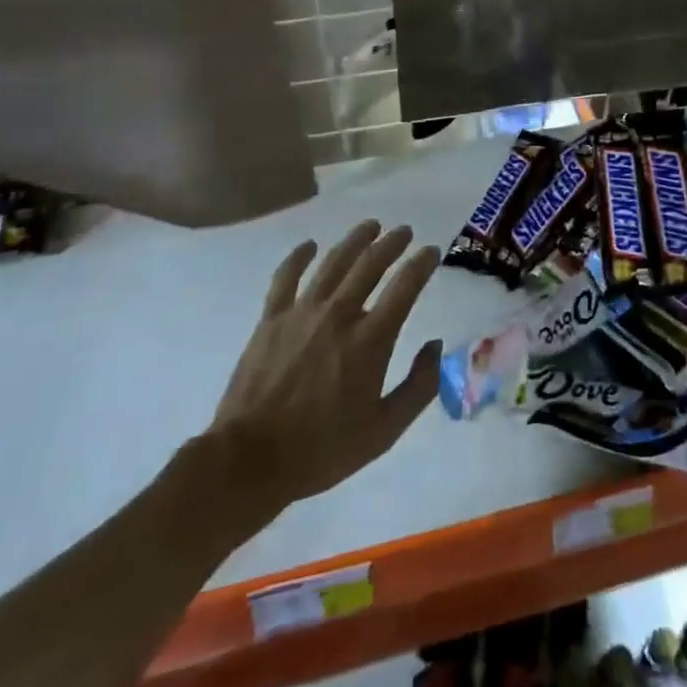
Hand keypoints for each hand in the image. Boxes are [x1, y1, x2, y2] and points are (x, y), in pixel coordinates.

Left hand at [210, 220, 441, 508]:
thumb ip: (419, 386)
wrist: (250, 460)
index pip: (405, 286)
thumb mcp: (385, 430)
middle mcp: (339, 315)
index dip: (422, 263)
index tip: (431, 251)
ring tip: (370, 226)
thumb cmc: (322, 449)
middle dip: (392, 243)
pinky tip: (309, 246)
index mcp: (370, 340)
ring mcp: (302, 313)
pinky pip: (285, 277)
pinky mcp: (271, 319)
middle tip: (404, 231)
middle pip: (370, 264)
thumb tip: (437, 346)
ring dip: (355, 240)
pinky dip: (299, 257)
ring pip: (333, 263)